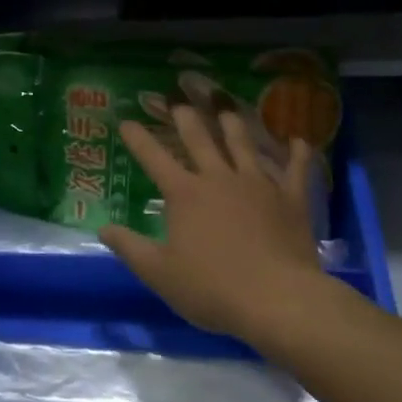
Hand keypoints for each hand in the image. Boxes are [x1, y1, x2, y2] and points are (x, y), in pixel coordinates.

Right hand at [100, 107, 323, 341]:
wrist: (278, 300)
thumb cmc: (212, 288)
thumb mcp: (159, 273)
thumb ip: (129, 247)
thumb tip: (102, 227)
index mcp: (184, 193)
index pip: (153, 157)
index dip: (138, 138)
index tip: (126, 120)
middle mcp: (218, 178)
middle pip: (199, 139)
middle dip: (185, 117)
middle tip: (178, 101)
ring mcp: (258, 185)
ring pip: (242, 144)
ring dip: (232, 123)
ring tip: (226, 107)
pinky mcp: (290, 199)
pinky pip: (296, 169)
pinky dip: (298, 153)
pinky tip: (299, 140)